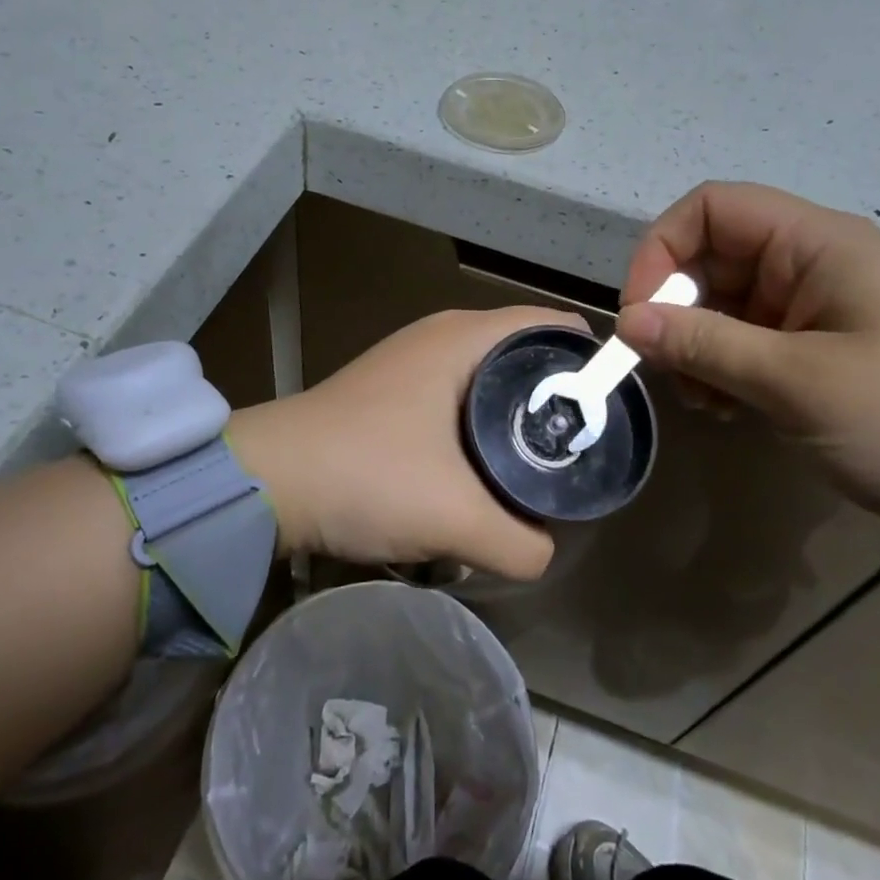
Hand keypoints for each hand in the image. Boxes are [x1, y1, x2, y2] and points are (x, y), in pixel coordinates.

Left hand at [226, 306, 586, 578]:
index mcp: (465, 337)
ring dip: (516, 418)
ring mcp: (412, 362)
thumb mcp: (456, 518)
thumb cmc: (367, 475)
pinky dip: (481, 426)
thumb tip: (544, 553)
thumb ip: (521, 544)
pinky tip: (483, 470)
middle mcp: (441, 336)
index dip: (592, 363)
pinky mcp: (392, 392)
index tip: (613, 413)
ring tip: (538, 467)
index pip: (554, 326)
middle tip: (580, 452)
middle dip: (557, 399)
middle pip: (526, 355)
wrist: (266, 483)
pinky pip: (458, 398)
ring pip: (490, 380)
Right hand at [617, 182, 879, 535]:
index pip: (712, 208)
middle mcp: (817, 264)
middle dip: (677, 308)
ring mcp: (823, 311)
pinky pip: (753, 342)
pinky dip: (725, 369)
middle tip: (666, 369)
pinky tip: (728, 410)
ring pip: (728, 305)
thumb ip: (703, 344)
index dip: (662, 248)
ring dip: (697, 346)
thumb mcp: (795, 381)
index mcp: (818, 243)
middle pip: (715, 258)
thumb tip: (626, 323)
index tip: (639, 313)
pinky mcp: (827, 353)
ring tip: (703, 401)